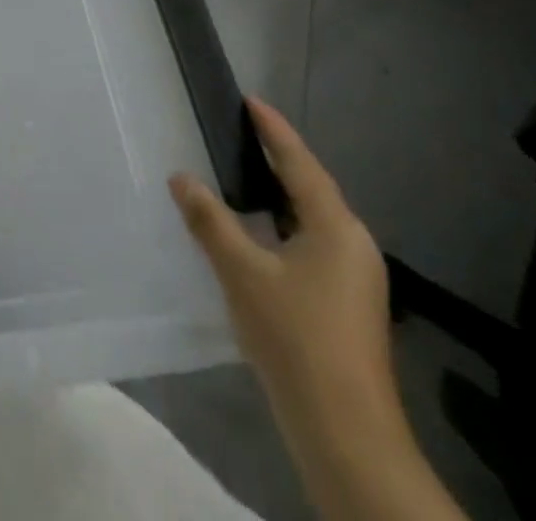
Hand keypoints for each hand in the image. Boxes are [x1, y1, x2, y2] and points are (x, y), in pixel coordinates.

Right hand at [170, 101, 466, 520]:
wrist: (346, 434)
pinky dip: (281, 227)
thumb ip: (210, 220)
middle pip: (310, 189)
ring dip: (277, 196)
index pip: (300, 163)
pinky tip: (256, 235)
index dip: (274, 130)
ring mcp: (354, 279)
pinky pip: (309, 245)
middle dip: (276, 160)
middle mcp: (353, 246)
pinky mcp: (346, 305)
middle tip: (239, 133)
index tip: (250, 101)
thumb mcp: (242, 272)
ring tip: (241, 175)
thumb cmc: (295, 338)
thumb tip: (181, 177)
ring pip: (310, 221)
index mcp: (335, 228)